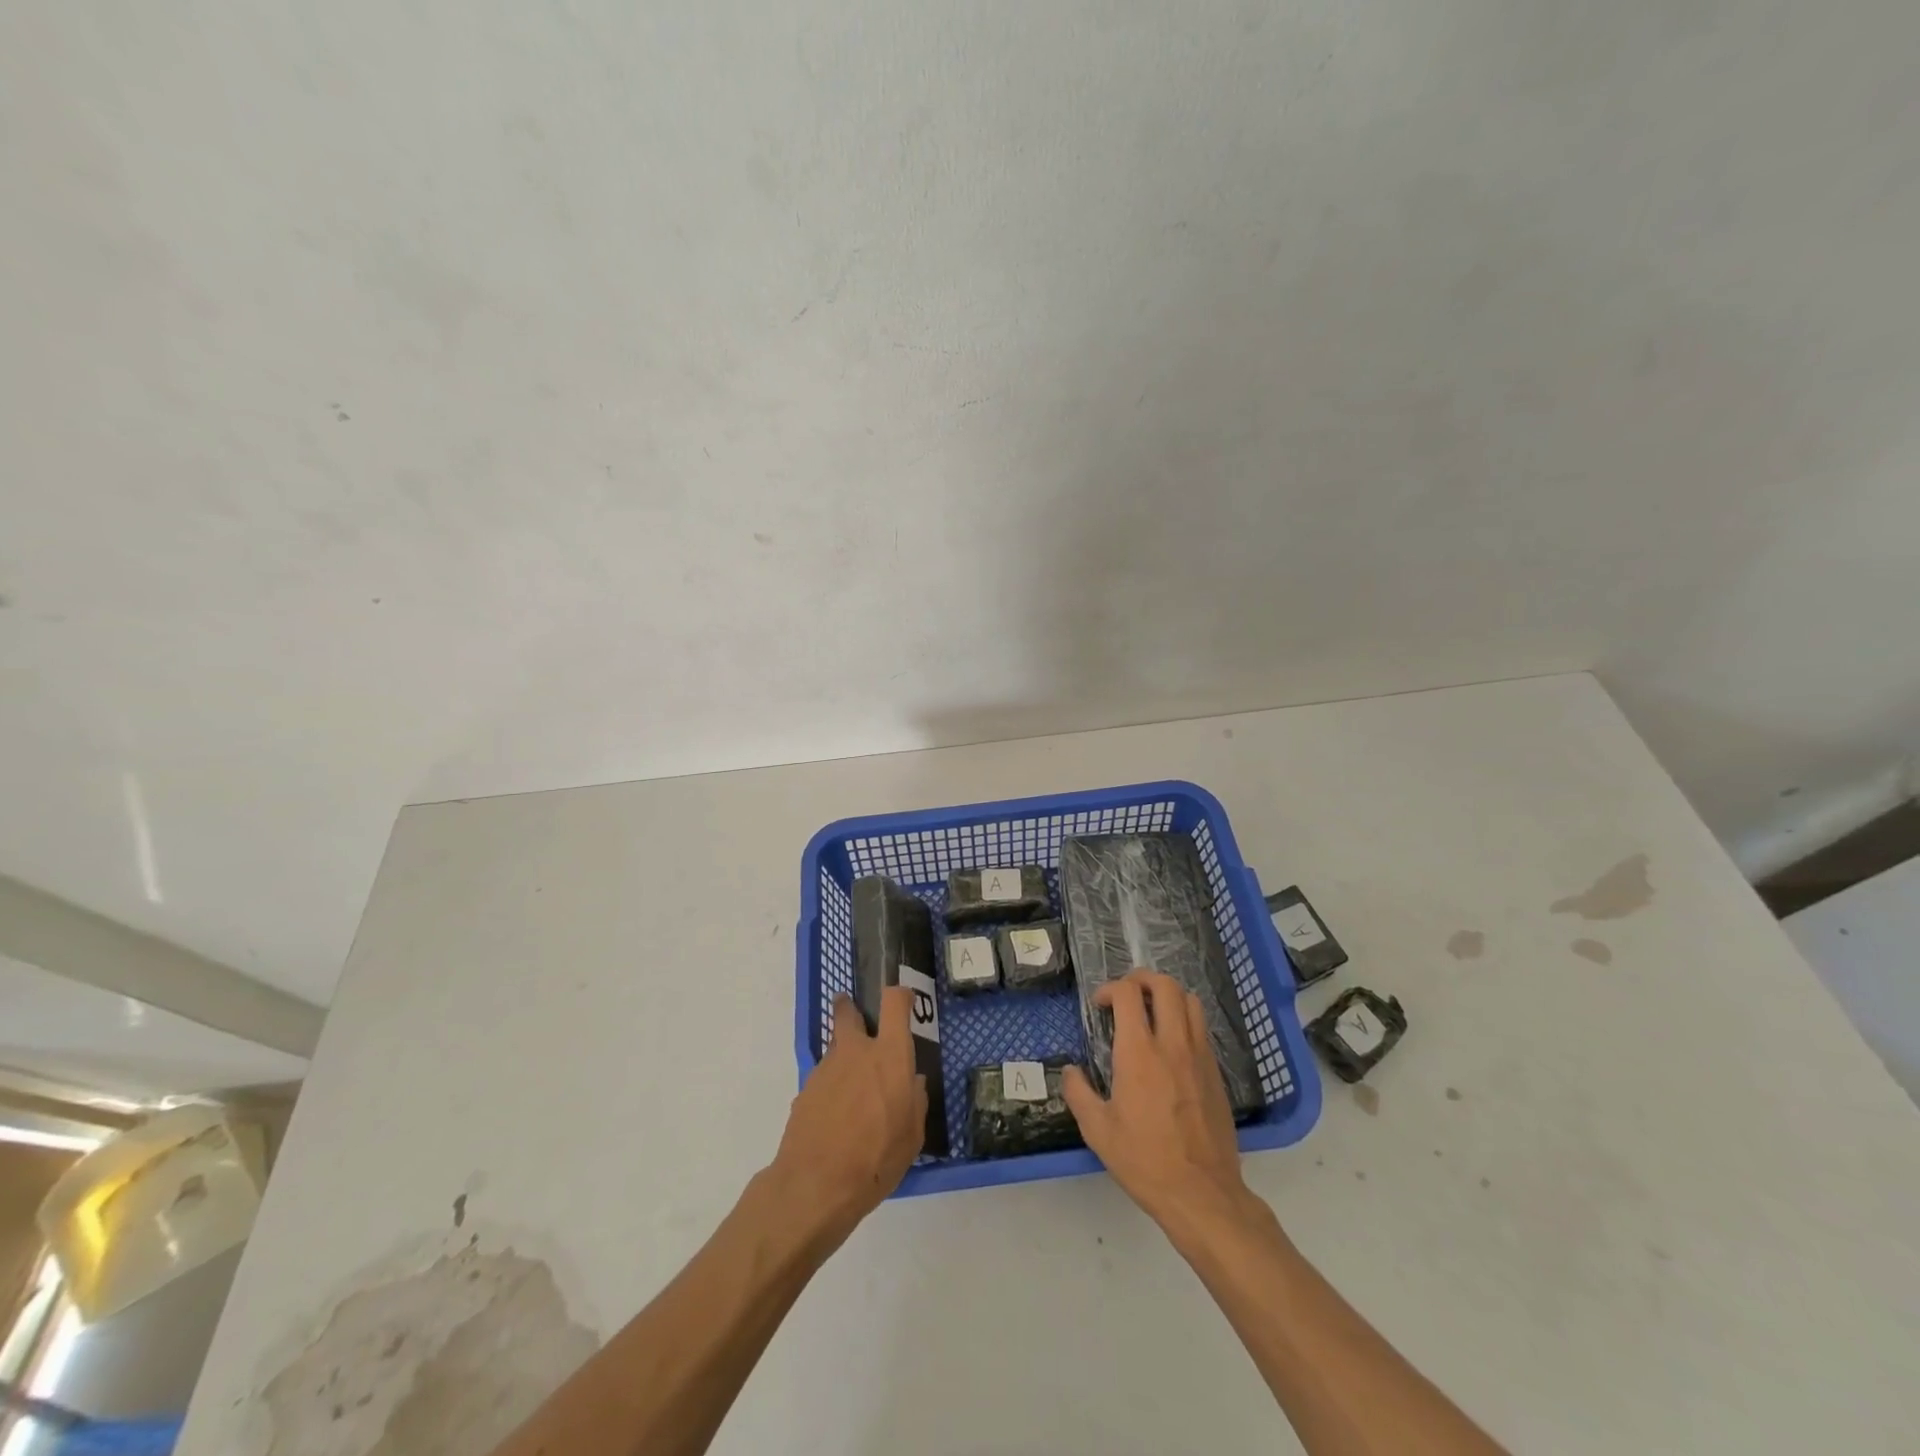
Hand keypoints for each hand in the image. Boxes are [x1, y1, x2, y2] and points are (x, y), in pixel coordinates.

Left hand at [769, 988, 926, 1238]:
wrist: (815, 1185)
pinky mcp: (805, 1090)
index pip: (894, 1003)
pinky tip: (836, 1118)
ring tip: (853, 1093)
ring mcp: (826, 1068)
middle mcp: (856, 1051)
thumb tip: (912, 1083)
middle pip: (848, 1012)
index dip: (899, 996)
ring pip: (835, 1048)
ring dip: (844, 1058)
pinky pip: (824, 1078)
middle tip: (859, 1021)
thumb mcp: (912, 1137)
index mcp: (889, 1056)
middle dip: (851, 1009)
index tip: (903, 1000)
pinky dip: (831, 1087)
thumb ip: (915, 1102)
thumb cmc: (875, 1159)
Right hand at [1063, 970, 1256, 1236]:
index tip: (1100, 1006)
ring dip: (1167, 996)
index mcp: (1139, 1053)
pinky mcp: (1216, 1073)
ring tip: (1151, 1011)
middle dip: (1141, 979)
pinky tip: (1171, 1044)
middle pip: (1165, 985)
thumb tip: (1071, 1071)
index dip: (1110, 989)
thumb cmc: (1145, 1161)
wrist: (1203, 1195)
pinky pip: (1202, 1028)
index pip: (1128, 994)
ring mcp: (1199, 1056)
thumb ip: (1079, 1093)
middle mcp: (1172, 1044)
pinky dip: (1184, 1020)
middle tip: (1126, 994)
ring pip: (1190, 1001)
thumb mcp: (1098, 1131)